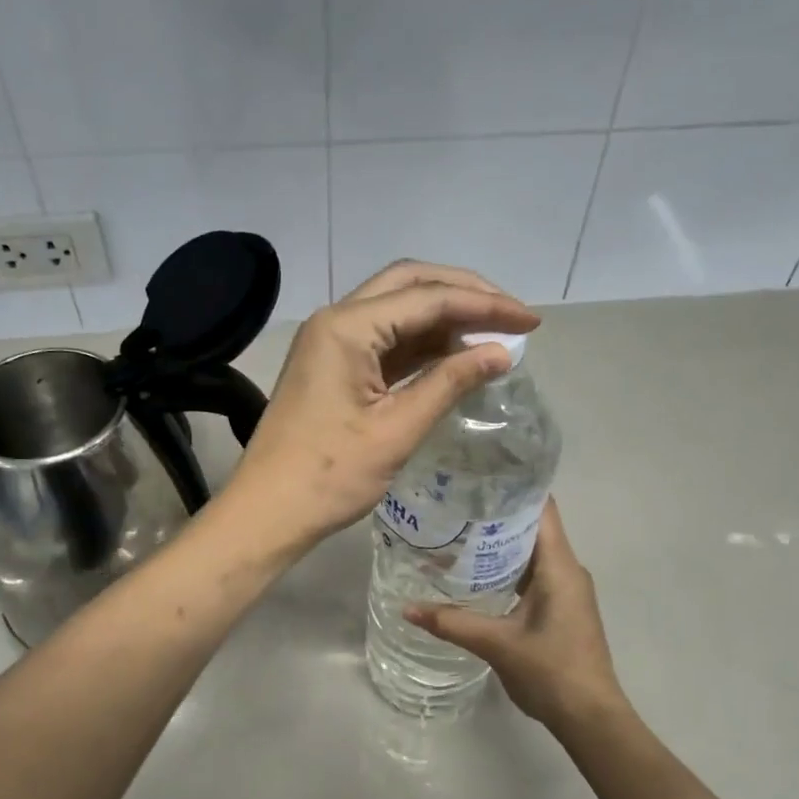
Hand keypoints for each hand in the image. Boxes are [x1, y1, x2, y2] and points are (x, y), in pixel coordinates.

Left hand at [227, 261, 537, 549]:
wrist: (268, 512)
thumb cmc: (330, 476)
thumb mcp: (397, 430)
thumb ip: (450, 383)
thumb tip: (502, 353)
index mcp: (347, 327)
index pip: (428, 298)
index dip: (485, 306)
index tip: (531, 322)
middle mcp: (336, 321)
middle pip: (410, 286)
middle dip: (464, 295)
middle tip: (511, 316)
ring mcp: (330, 343)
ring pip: (396, 311)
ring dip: (443, 318)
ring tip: (491, 337)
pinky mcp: (332, 366)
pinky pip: (384, 341)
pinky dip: (421, 345)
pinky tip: (453, 357)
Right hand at [405, 500, 624, 732]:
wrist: (590, 717)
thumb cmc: (551, 671)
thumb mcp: (497, 644)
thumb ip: (452, 623)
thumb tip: (406, 608)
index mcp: (560, 566)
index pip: (542, 508)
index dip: (514, 487)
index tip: (477, 475)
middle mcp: (567, 569)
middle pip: (533, 526)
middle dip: (496, 513)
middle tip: (454, 503)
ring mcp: (566, 590)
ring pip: (532, 552)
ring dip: (500, 542)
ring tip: (457, 532)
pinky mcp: (561, 608)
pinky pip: (533, 574)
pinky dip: (506, 567)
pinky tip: (475, 573)